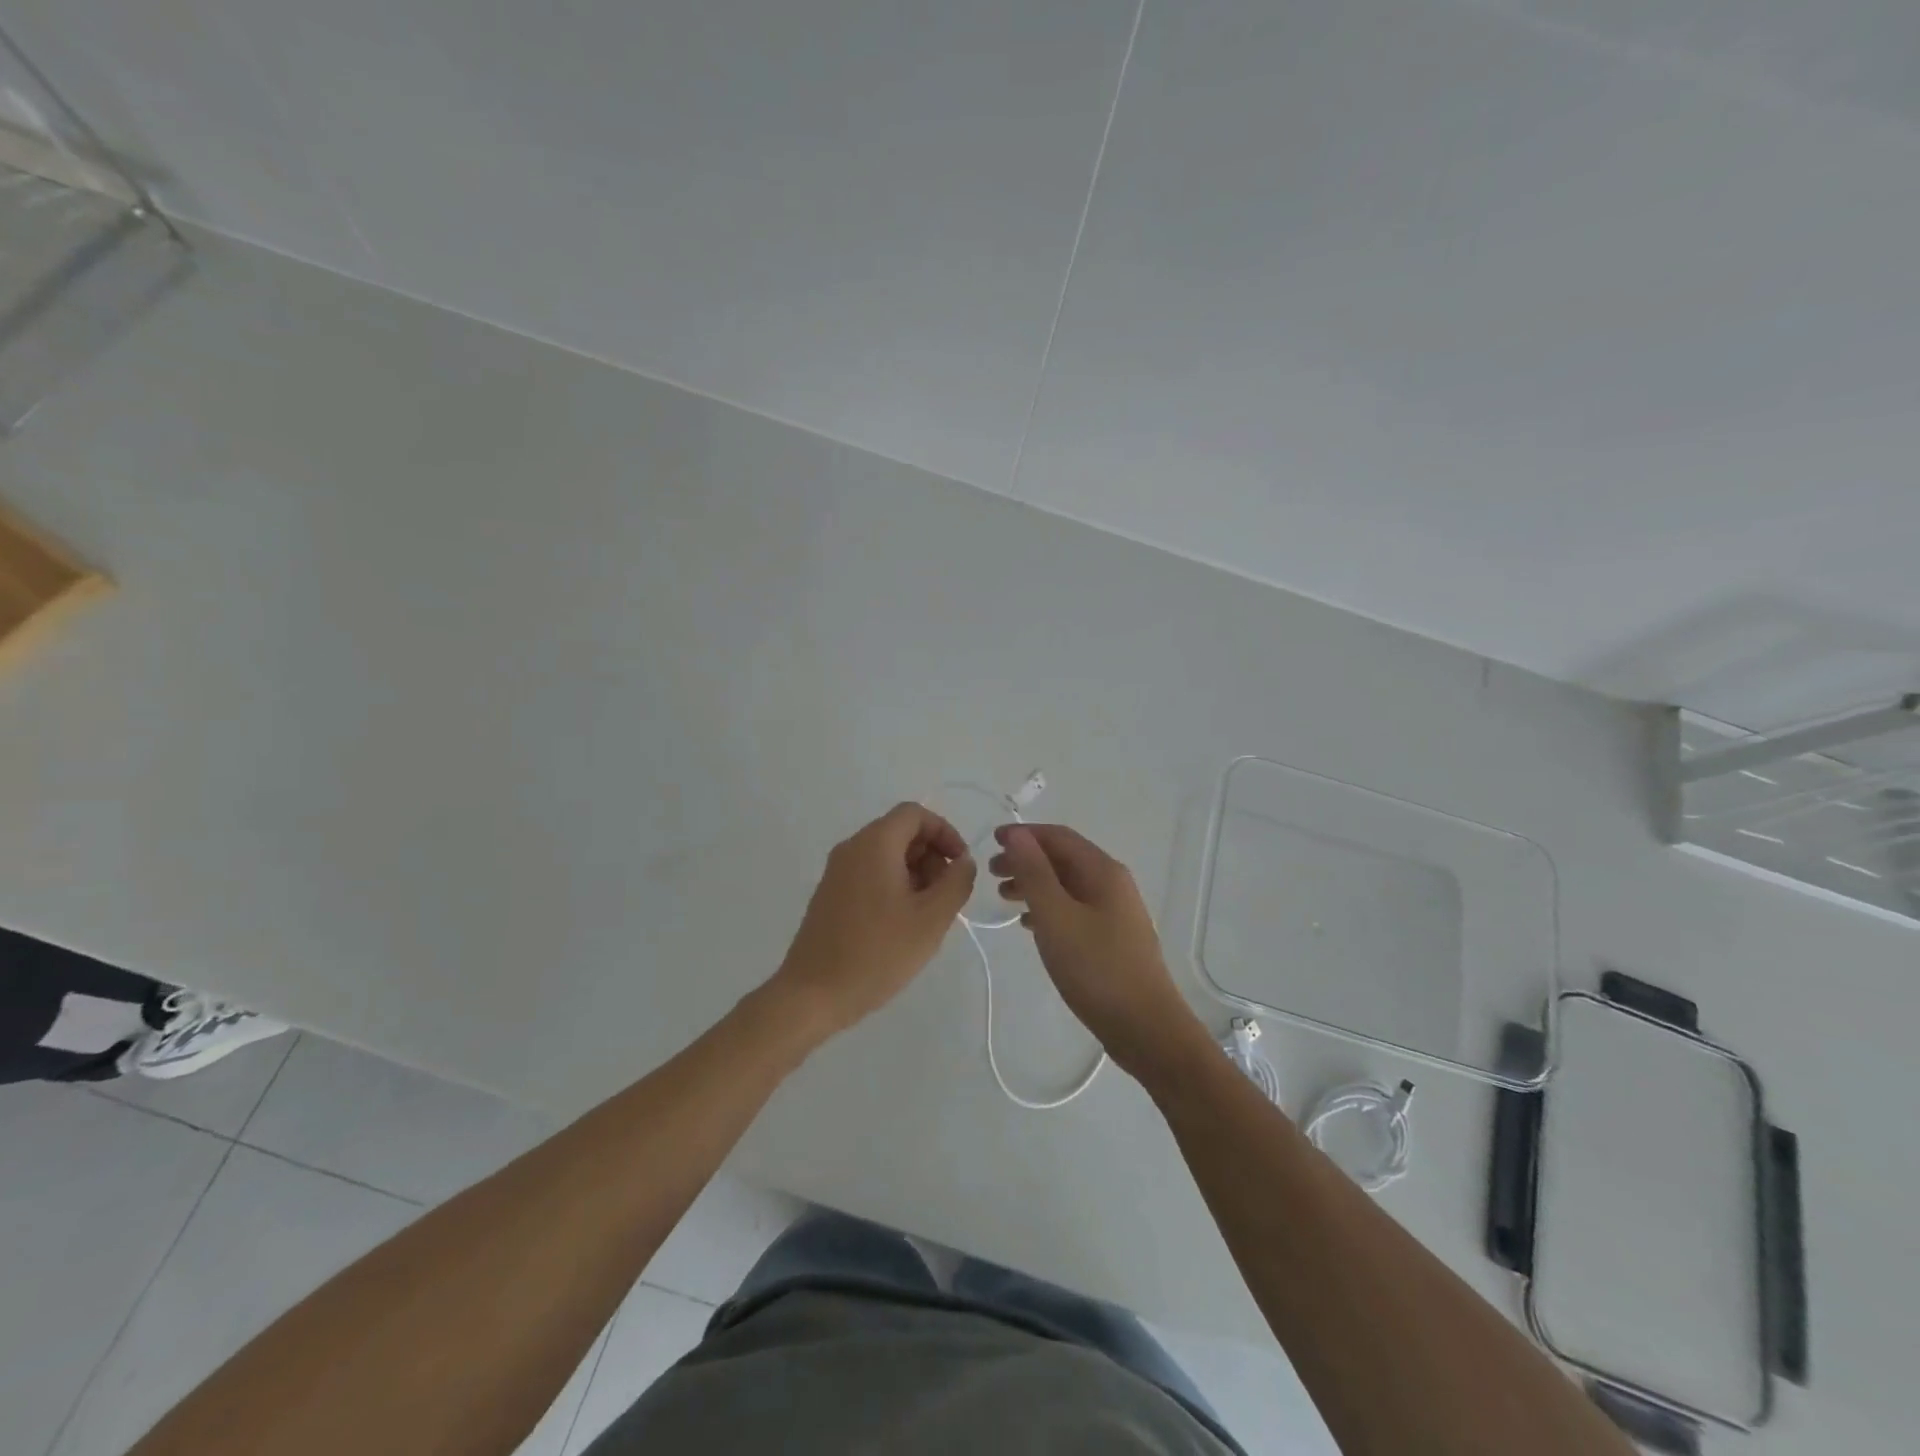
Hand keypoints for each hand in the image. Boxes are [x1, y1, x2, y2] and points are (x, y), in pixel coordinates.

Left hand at [772, 802, 975, 1039]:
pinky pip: (869, 874)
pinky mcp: (830, 895)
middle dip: (931, 856)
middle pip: (900, 832)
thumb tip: (962, 862)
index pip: (915, 814)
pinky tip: (901, 925)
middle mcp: (851, 848)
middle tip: (945, 896)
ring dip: (915, 873)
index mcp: (874, 844)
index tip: (960, 865)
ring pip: (885, 855)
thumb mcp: (931, 919)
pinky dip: (893, 886)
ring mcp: (836, 872)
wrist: (812, 994)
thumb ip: (956, 882)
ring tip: (927, 915)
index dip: (945, 832)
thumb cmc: (877, 953)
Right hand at [990, 824, 1206, 1079]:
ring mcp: (1115, 912)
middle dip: (1026, 860)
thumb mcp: (1056, 917)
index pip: (1058, 837)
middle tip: (991, 874)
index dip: (1024, 835)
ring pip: (1067, 885)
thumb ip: (1034, 873)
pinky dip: (1048, 908)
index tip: (991, 842)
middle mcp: (1112, 883)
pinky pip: (1074, 909)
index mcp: (1102, 871)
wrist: (1145, 1027)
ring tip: (1003, 898)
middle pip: (1063, 859)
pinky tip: (1028, 925)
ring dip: (1034, 885)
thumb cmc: (1096, 967)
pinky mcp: (1112, 938)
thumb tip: (1016, 834)